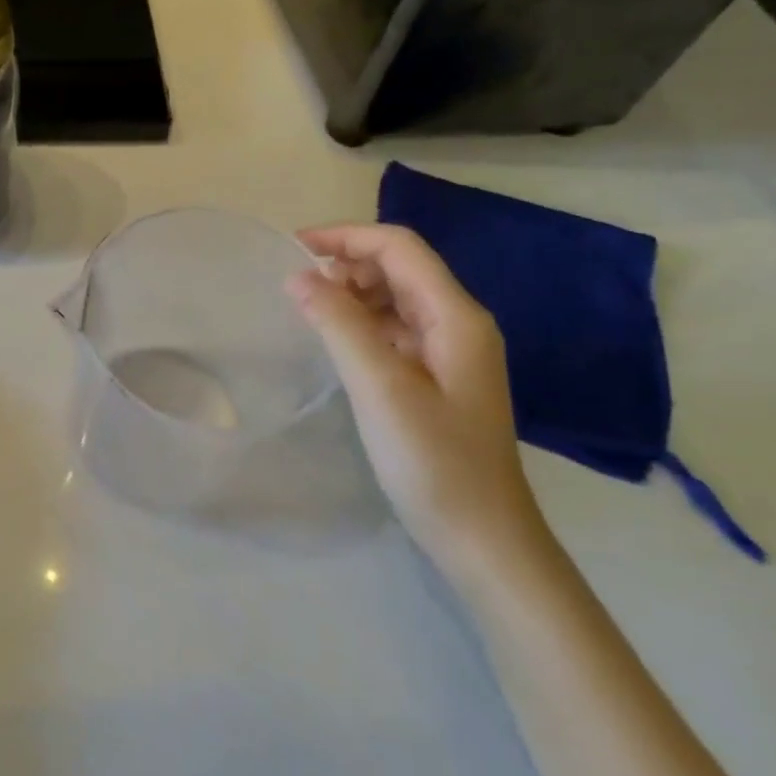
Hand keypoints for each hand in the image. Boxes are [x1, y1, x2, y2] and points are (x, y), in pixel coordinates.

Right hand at [289, 224, 547, 577]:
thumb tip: (298, 277)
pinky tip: (335, 343)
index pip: (399, 248)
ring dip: (351, 294)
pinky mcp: (437, 378)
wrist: (482, 538)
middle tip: (297, 289)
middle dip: (346, 264)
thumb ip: (340, 326)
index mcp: (455, 316)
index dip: (346, 237)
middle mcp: (458, 324)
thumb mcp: (381, 388)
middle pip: (399, 268)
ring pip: (395, 299)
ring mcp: (450, 352)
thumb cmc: (434, 462)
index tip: (293, 248)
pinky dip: (361, 325)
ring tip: (309, 313)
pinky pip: (395, 331)